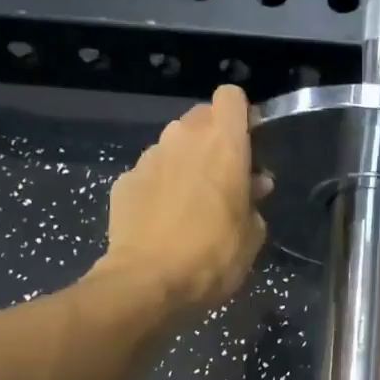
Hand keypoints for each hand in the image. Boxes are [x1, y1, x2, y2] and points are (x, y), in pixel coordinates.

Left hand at [97, 86, 268, 315]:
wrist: (149, 282)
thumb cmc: (214, 255)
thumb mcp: (253, 234)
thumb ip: (254, 201)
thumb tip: (253, 185)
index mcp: (223, 144)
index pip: (231, 97)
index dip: (241, 116)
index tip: (248, 144)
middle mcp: (183, 138)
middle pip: (201, 118)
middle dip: (213, 139)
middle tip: (224, 177)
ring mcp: (149, 157)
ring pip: (173, 145)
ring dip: (186, 162)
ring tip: (192, 202)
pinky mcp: (124, 181)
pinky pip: (150, 172)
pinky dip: (159, 186)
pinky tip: (164, 219)